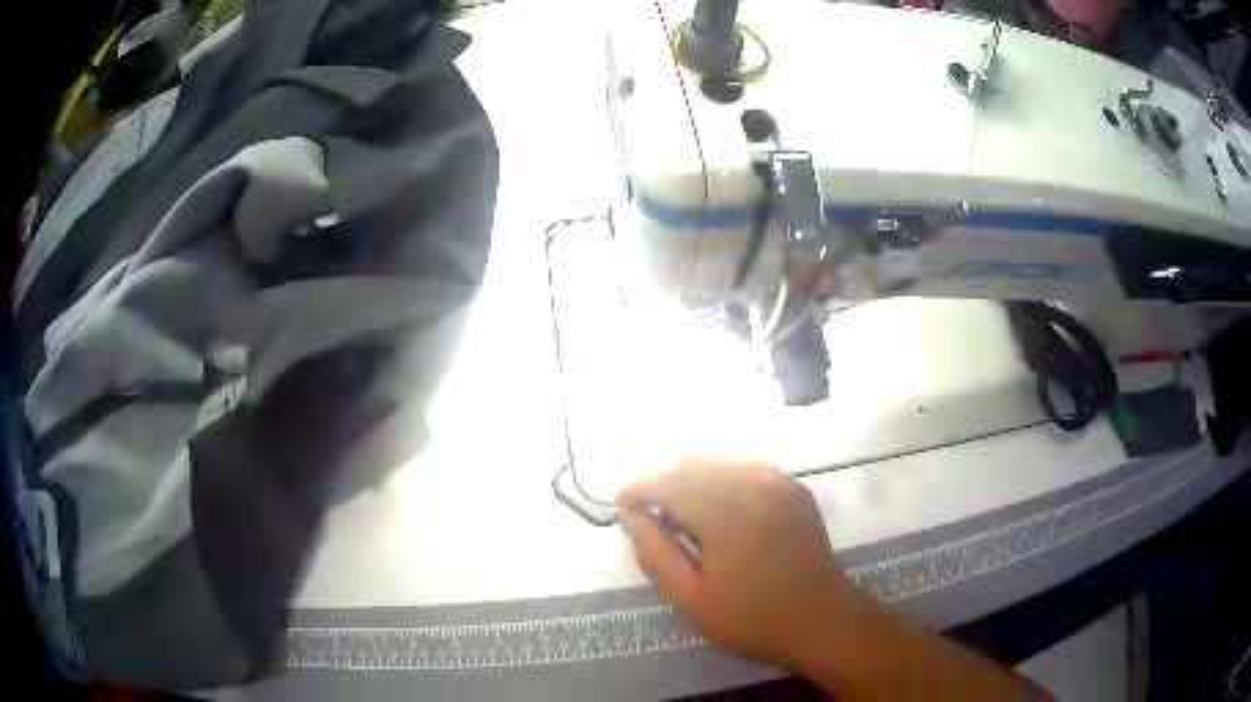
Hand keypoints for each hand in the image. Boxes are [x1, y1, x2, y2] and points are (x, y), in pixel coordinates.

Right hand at [616, 459, 861, 672]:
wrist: (820, 620)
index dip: (640, 487)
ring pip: (721, 461)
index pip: (671, 483)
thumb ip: (656, 554)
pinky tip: (715, 497)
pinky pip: (748, 466)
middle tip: (643, 504)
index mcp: (726, 514)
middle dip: (662, 478)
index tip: (621, 502)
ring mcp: (779, 483)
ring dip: (690, 475)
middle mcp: (754, 485)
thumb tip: (631, 516)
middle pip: (694, 465)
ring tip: (673, 501)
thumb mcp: (691, 599)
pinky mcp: (794, 489)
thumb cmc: (752, 618)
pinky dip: (722, 474)